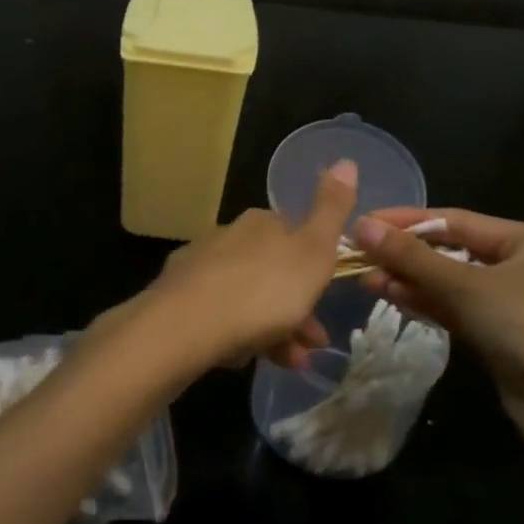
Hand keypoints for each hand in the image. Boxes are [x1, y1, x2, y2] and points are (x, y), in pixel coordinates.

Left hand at [142, 161, 358, 372]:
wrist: (185, 326)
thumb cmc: (263, 290)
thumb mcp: (313, 251)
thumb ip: (331, 210)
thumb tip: (345, 161)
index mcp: (261, 224)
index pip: (295, 237)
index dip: (315, 270)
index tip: (328, 301)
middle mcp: (227, 237)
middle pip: (272, 273)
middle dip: (297, 309)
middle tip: (313, 343)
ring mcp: (199, 268)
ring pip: (247, 299)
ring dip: (274, 330)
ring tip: (291, 362)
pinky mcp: (177, 299)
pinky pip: (218, 317)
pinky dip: (238, 336)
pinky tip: (243, 358)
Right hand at [352, 208, 523, 463]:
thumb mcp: (468, 287)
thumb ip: (412, 257)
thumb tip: (361, 226)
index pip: (457, 220)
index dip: (407, 220)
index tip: (364, 222)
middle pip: (454, 251)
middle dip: (406, 255)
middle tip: (360, 256)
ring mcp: (516, 304)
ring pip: (452, 283)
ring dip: (411, 281)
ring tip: (367, 279)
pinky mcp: (503, 336)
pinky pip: (458, 310)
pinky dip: (427, 304)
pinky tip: (393, 298)